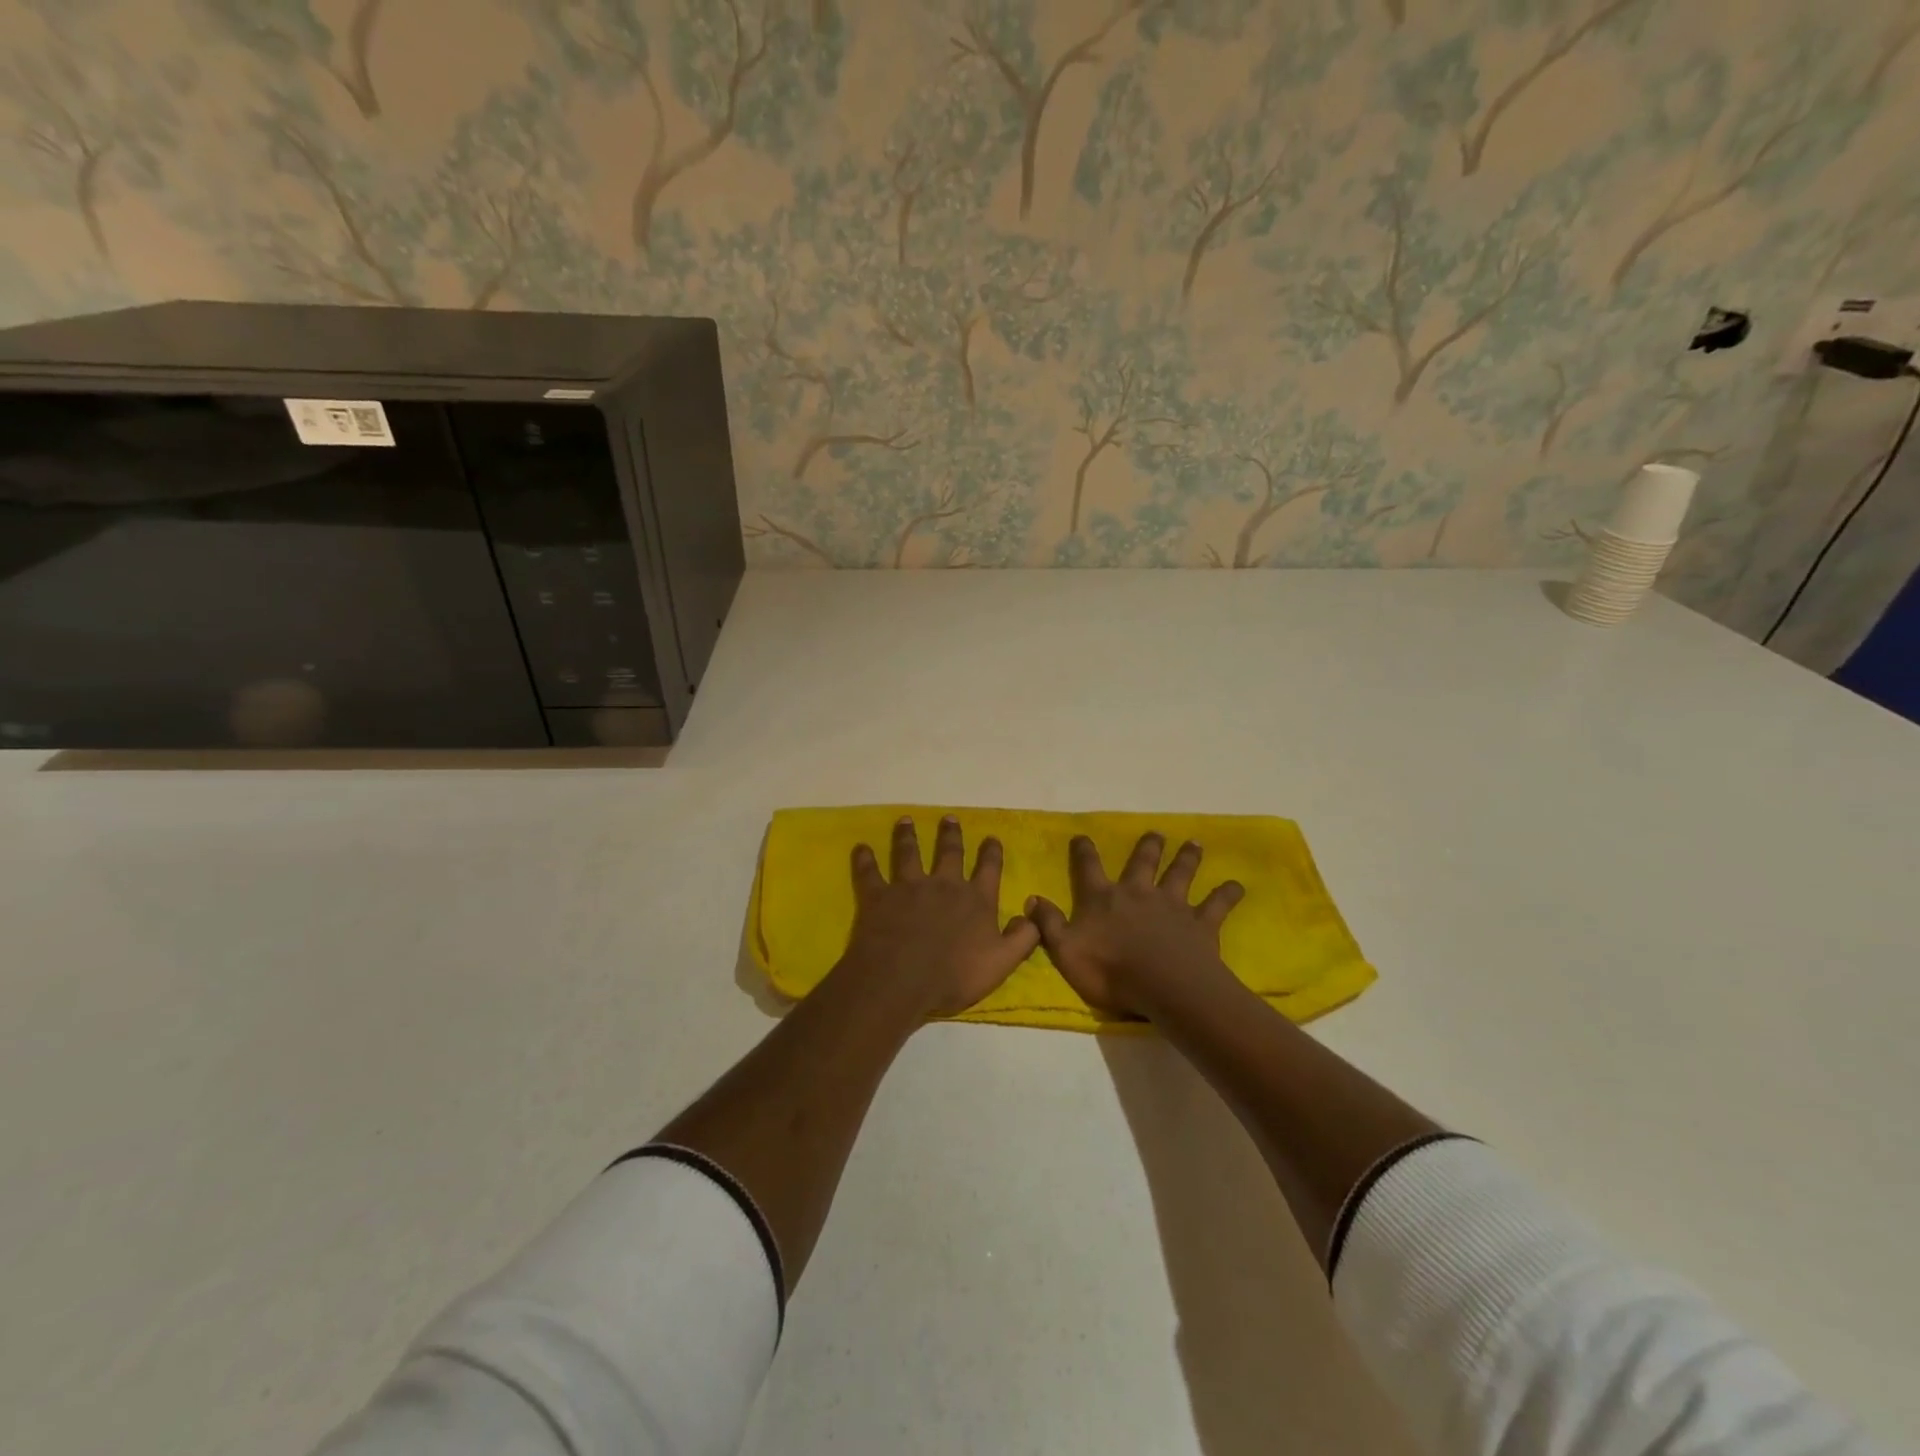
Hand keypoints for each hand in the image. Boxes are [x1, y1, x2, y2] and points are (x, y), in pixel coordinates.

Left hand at [839, 816, 1040, 1019]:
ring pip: (909, 853)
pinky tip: (861, 848)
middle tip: (949, 818)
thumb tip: (1032, 914)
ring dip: (908, 836)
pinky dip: (865, 859)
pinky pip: (870, 872)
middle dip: (951, 835)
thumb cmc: (954, 975)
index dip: (991, 853)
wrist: (902, 980)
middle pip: (949, 852)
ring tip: (906, 821)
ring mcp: (909, 886)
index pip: (989, 869)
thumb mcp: (1001, 963)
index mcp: (976, 900)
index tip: (991, 838)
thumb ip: (1022, 938)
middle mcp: (944, 884)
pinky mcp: (879, 895)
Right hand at [1026, 832, 1244, 1018]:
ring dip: (1187, 858)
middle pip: (1142, 863)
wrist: (1163, 986)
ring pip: (1180, 874)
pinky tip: (1237, 886)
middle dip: (1147, 847)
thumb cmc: (1109, 971)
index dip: (1084, 851)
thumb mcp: (1065, 950)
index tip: (1083, 836)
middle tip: (1156, 833)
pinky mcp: (1200, 923)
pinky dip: (1227, 895)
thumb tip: (1032, 898)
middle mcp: (1137, 893)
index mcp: (1103, 899)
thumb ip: (1048, 924)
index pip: (1089, 868)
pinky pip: (1216, 905)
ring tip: (1194, 843)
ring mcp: (1172, 906)